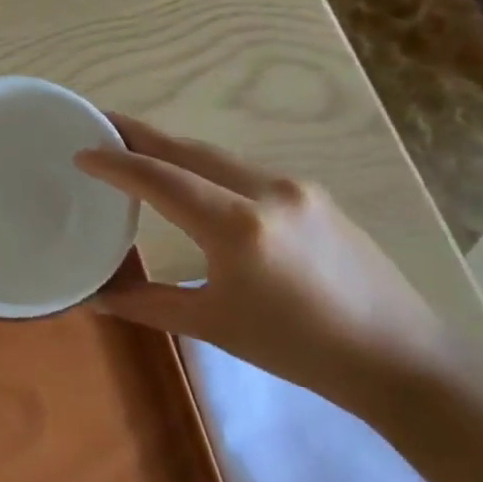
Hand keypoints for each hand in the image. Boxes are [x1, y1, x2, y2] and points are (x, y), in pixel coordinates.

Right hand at [74, 115, 454, 415]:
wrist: (402, 358)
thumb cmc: (300, 350)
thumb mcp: (214, 327)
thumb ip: (147, 304)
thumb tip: (92, 298)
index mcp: (238, 227)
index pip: (161, 179)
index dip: (116, 163)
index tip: (80, 151)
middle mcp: (266, 190)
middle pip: (187, 150)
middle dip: (139, 134)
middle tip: (98, 123)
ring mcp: (294, 187)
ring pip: (216, 155)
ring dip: (172, 149)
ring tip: (136, 148)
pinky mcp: (313, 194)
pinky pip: (243, 169)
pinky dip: (205, 166)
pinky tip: (193, 179)